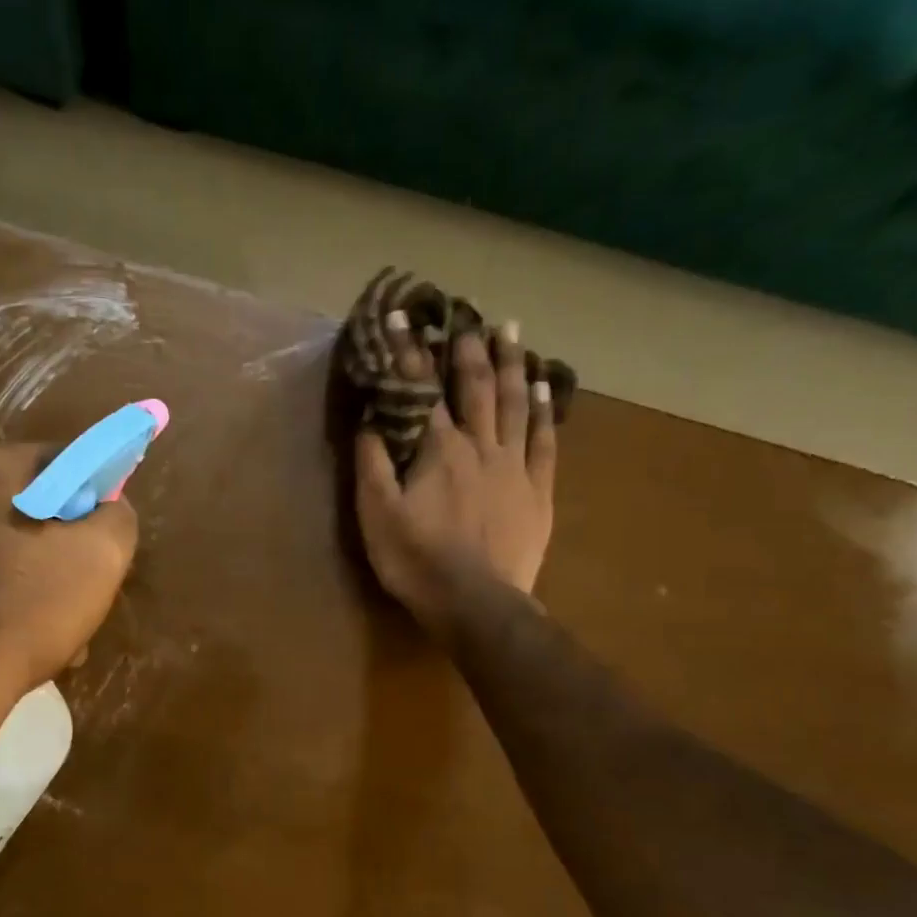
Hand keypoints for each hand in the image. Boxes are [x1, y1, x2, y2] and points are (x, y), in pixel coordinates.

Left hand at [0, 444, 137, 702]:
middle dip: (69, 547)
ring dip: (43, 581)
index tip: (108, 539)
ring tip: (63, 628)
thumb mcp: (102, 554)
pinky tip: (24, 640)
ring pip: (12, 550)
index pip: (65, 460)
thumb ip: (118, 515)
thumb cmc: (31, 605)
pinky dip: (9, 602)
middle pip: (37, 509)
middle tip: (89, 589)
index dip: (97, 495)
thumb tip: (110, 507)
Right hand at [355, 315, 557, 633]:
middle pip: (476, 387)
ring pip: (515, 403)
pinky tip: (545, 385)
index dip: (410, 354)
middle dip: (468, 348)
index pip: (422, 391)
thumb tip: (371, 418)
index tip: (402, 318)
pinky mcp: (538, 490)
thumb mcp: (377, 514)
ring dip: (511, 364)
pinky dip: (544, 409)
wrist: (475, 603)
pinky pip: (545, 439)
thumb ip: (373, 463)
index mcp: (438, 449)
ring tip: (511, 330)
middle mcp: (480, 445)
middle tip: (468, 314)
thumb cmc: (417, 560)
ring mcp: (514, 465)